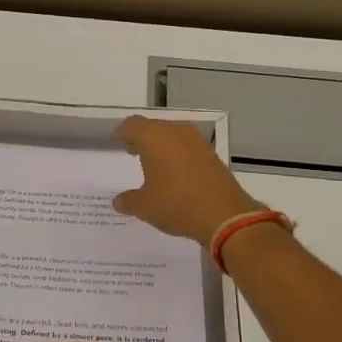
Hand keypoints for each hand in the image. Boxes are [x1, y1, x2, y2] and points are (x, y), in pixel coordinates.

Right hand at [112, 115, 261, 242]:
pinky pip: (188, 148)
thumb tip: (119, 201)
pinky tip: (175, 173)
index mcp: (154, 137)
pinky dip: (178, 155)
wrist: (224, 215)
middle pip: (153, 127)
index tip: (117, 141)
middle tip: (132, 151)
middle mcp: (176, 132)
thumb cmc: (176, 204)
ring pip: (173, 136)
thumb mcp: (145, 206)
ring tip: (153, 164)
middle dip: (141, 138)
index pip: (132, 125)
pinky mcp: (212, 155)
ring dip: (161, 146)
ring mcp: (197, 142)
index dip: (123, 132)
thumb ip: (129, 200)